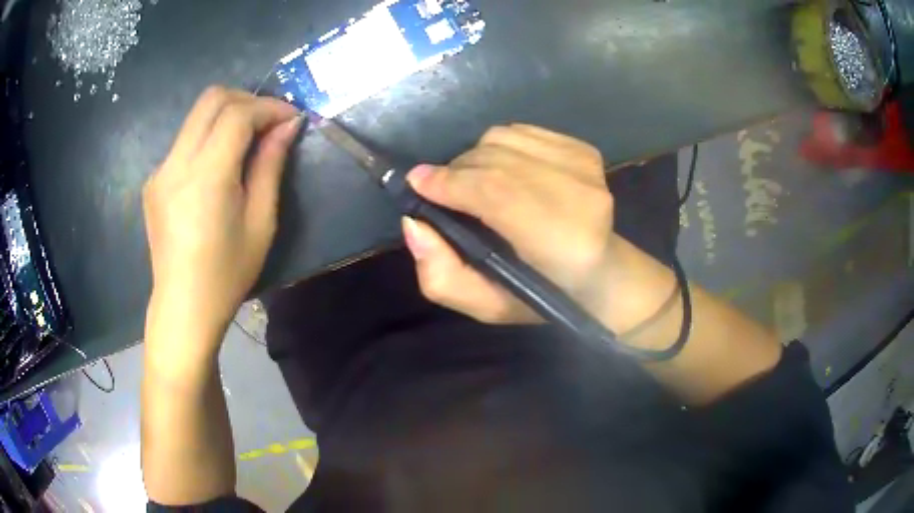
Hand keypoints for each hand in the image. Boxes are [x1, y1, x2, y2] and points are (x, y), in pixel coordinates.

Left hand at [143, 86, 300, 351]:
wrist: (183, 307)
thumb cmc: (227, 274)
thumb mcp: (261, 222)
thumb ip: (271, 165)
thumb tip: (287, 126)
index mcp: (206, 177)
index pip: (237, 114)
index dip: (269, 107)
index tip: (292, 118)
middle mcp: (176, 163)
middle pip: (211, 99)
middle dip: (247, 100)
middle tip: (269, 122)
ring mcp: (160, 170)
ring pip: (196, 116)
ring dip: (227, 115)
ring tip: (249, 140)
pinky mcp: (154, 180)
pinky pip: (185, 141)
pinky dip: (208, 137)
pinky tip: (219, 165)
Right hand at [403, 124, 618, 324]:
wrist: (602, 272)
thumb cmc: (541, 295)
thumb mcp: (485, 305)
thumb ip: (441, 275)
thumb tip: (413, 223)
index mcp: (563, 245)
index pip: (496, 194)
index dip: (451, 183)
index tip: (417, 183)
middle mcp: (582, 198)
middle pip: (497, 159)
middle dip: (455, 170)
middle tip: (441, 189)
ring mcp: (586, 168)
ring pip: (504, 138)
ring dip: (475, 157)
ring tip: (475, 182)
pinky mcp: (585, 151)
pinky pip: (521, 131)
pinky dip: (498, 145)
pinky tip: (503, 169)